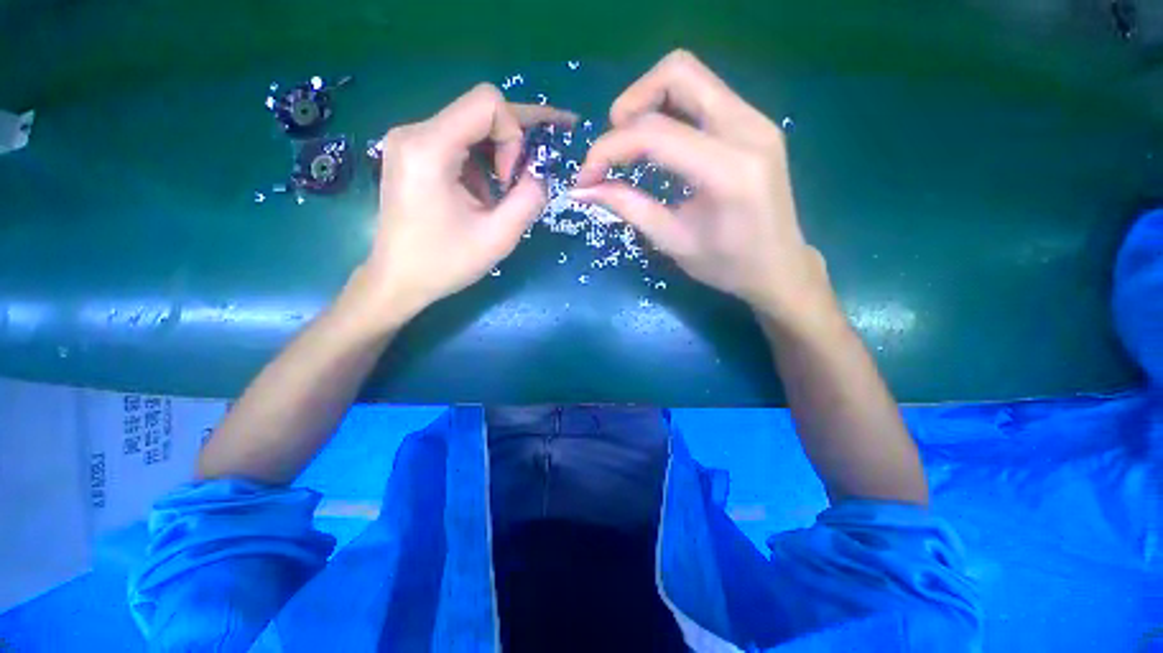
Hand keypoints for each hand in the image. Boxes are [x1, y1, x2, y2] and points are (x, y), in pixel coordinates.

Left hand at [348, 83, 575, 330]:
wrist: (398, 280)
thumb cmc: (445, 263)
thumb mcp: (498, 237)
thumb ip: (529, 199)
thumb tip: (540, 173)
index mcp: (429, 148)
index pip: (488, 102)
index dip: (514, 134)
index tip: (510, 179)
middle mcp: (414, 132)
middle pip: (480, 111)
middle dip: (511, 142)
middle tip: (527, 177)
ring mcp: (410, 141)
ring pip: (472, 126)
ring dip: (497, 156)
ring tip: (501, 194)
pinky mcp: (412, 154)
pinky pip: (458, 141)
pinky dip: (481, 163)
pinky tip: (482, 196)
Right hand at [572, 51, 833, 326]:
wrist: (779, 267)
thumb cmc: (726, 265)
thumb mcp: (672, 241)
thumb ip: (628, 207)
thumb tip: (583, 190)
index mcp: (728, 170)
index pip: (655, 134)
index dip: (609, 149)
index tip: (587, 177)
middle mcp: (748, 129)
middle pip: (678, 73)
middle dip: (631, 103)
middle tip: (613, 146)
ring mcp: (756, 120)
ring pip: (691, 77)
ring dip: (650, 103)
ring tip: (632, 147)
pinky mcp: (754, 123)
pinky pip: (703, 95)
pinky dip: (671, 111)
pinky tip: (661, 145)